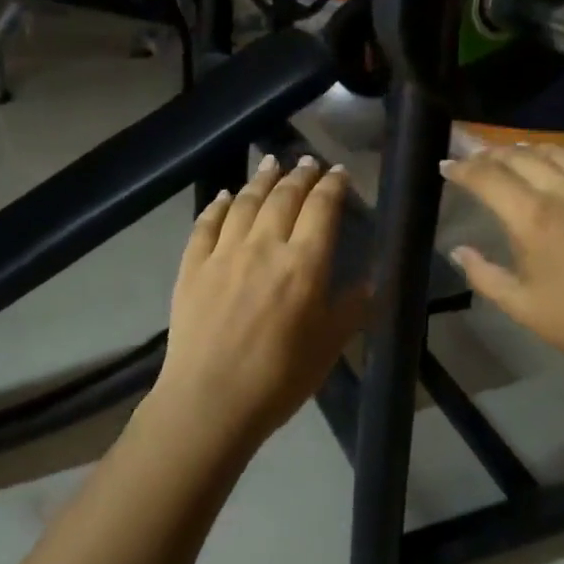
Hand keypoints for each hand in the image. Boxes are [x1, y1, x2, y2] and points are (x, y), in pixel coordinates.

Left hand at [150, 155, 366, 451]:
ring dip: (261, 179)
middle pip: (284, 197)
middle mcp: (264, 246)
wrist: (210, 401)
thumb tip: (371, 281)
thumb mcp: (330, 345)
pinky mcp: (192, 266)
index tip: (339, 173)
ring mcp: (224, 253)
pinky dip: (219, 205)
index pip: (322, 208)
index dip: (332, 186)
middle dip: (299, 175)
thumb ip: (352, 308)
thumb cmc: (280, 378)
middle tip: (308, 163)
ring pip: (245, 202)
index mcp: (304, 264)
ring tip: (271, 163)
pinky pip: (206, 224)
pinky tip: (226, 196)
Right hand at [441, 145, 563, 385]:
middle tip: (474, 158)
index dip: (462, 169)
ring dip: (529, 148)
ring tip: (513, 152)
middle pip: (520, 156)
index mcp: (532, 217)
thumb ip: (484, 275)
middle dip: (491, 153)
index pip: (488, 177)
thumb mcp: (522, 307)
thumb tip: (458, 250)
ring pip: (558, 151)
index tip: (446, 167)